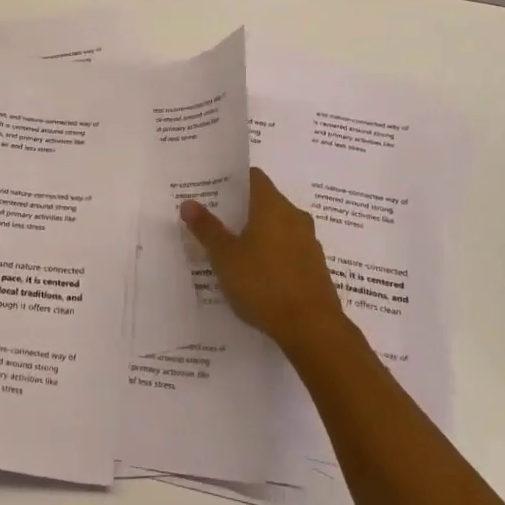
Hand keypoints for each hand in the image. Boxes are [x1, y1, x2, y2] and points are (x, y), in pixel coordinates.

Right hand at [181, 168, 345, 354]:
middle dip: (241, 208)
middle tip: (214, 220)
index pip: (253, 177)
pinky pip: (288, 249)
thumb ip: (207, 229)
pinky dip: (272, 253)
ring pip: (278, 227)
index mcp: (273, 206)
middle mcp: (294, 217)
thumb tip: (189, 203)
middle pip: (265, 201)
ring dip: (257, 233)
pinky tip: (255, 273)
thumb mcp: (225, 257)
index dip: (233, 179)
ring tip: (231, 248)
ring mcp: (308, 242)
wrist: (312, 328)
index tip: (213, 188)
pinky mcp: (314, 267)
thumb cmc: (263, 284)